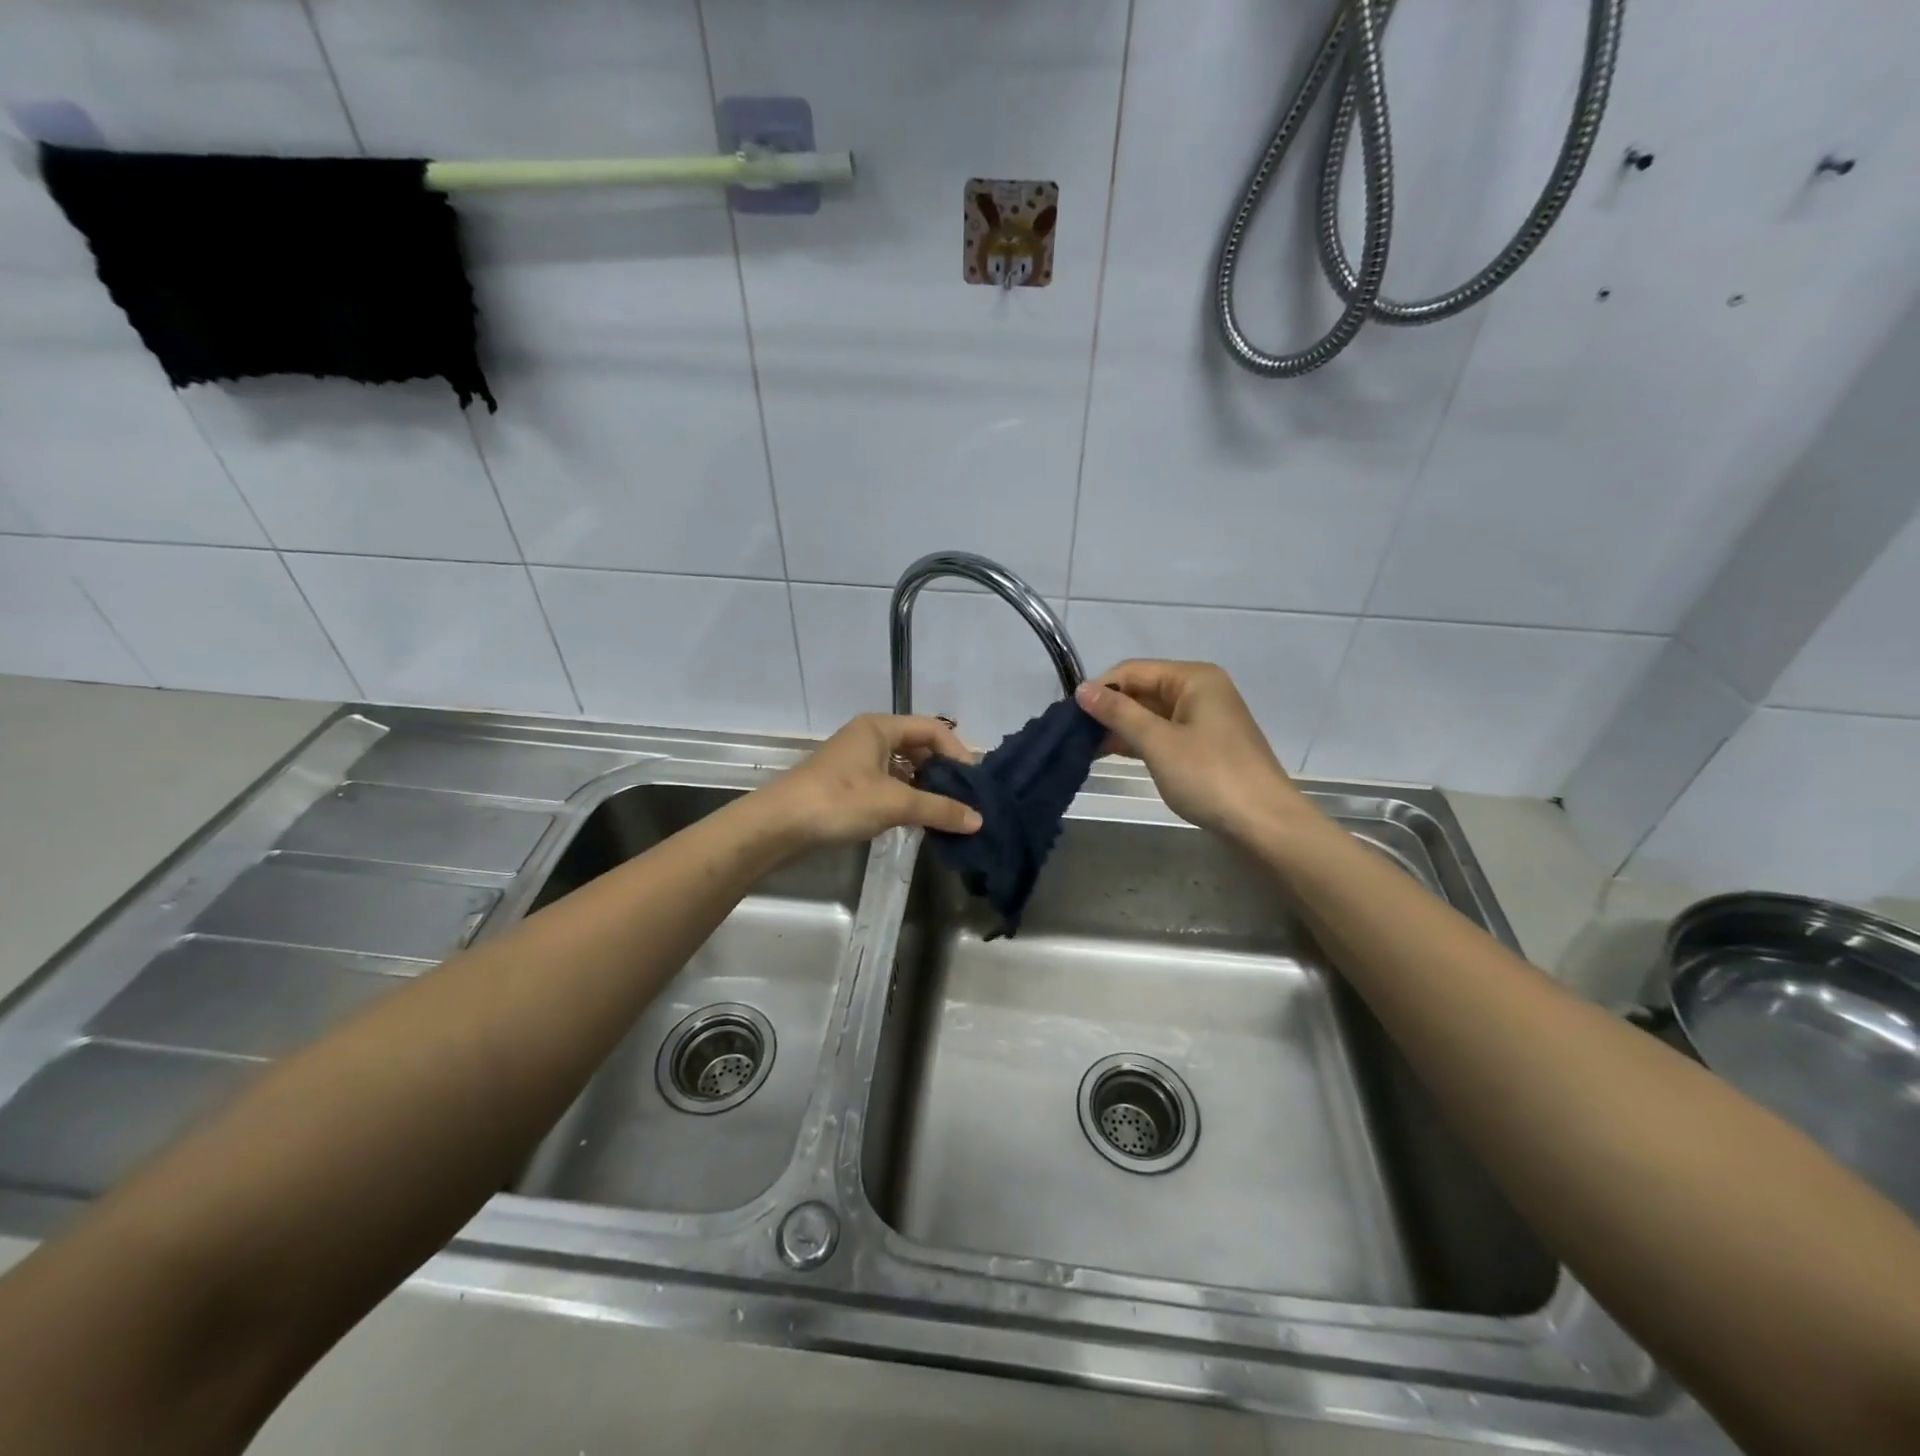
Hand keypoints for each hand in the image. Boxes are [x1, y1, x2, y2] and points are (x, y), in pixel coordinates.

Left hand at [759, 714, 982, 849]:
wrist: (780, 824)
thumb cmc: (840, 801)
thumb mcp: (895, 803)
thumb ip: (939, 809)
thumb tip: (979, 820)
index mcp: (880, 727)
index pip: (933, 729)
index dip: (958, 753)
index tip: (974, 783)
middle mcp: (870, 736)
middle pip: (919, 747)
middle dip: (944, 772)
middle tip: (966, 799)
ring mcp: (857, 760)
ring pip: (904, 768)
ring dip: (926, 787)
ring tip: (947, 812)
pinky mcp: (848, 784)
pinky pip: (888, 783)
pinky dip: (906, 797)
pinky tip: (918, 819)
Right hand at [1074, 661, 1317, 843]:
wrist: (1264, 823)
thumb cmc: (1209, 776)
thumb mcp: (1158, 743)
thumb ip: (1118, 713)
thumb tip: (1081, 690)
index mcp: (1193, 678)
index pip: (1133, 670)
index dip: (1100, 688)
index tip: (1069, 715)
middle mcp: (1200, 690)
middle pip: (1142, 690)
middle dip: (1109, 709)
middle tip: (1073, 734)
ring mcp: (1204, 719)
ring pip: (1151, 713)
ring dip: (1120, 727)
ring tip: (1084, 747)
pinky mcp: (1204, 745)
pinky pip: (1163, 733)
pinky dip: (1139, 741)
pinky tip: (1112, 754)